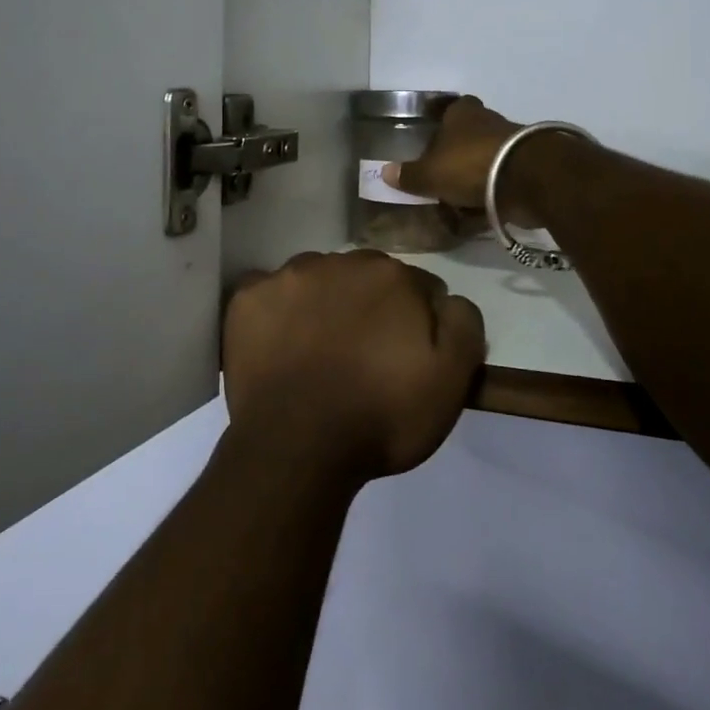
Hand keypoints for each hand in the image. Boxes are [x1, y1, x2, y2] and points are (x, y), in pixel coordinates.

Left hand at [222, 251, 486, 485]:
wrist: (297, 448)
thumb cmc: (380, 417)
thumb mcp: (450, 381)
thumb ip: (462, 324)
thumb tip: (447, 299)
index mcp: (391, 275)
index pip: (416, 286)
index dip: (417, 321)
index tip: (408, 355)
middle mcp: (338, 261)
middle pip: (364, 277)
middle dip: (369, 305)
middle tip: (363, 354)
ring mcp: (287, 276)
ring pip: (316, 279)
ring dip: (323, 302)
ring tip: (318, 349)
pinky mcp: (247, 298)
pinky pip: (269, 293)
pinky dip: (277, 312)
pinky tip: (279, 344)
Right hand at [382, 96, 539, 224]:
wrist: (528, 179)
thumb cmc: (471, 165)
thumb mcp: (431, 174)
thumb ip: (409, 175)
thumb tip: (385, 172)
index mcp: (462, 114)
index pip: (449, 107)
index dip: (439, 116)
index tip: (430, 128)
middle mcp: (487, 122)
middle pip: (468, 134)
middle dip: (455, 151)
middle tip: (439, 170)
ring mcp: (510, 144)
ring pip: (485, 157)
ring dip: (473, 174)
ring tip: (456, 197)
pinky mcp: (527, 168)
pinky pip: (501, 180)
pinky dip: (490, 193)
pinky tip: (478, 210)